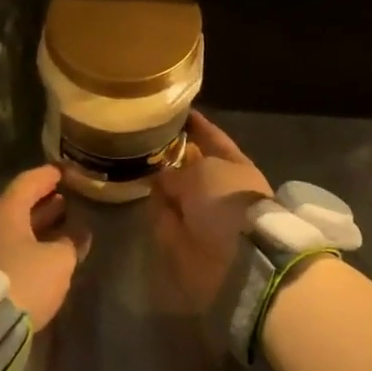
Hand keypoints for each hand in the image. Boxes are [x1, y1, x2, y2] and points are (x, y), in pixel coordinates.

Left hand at [0, 167, 87, 328]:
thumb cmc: (23, 280)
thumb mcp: (58, 261)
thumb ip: (71, 242)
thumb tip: (79, 233)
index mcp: (6, 212)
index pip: (28, 182)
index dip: (48, 175)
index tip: (64, 171)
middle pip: (19, 204)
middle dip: (44, 201)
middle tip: (66, 197)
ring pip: (15, 227)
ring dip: (38, 223)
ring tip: (62, 221)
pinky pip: (11, 246)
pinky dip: (31, 242)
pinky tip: (48, 250)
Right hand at [151, 112, 272, 313]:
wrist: (236, 258)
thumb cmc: (227, 201)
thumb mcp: (201, 172)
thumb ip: (177, 170)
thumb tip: (161, 176)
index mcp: (235, 166)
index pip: (214, 139)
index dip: (198, 125)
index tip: (178, 112)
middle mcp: (219, 189)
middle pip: (192, 168)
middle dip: (172, 157)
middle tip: (145, 141)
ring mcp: (203, 215)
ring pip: (177, 194)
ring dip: (161, 185)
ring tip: (136, 165)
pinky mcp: (186, 240)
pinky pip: (167, 219)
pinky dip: (157, 211)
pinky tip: (141, 196)